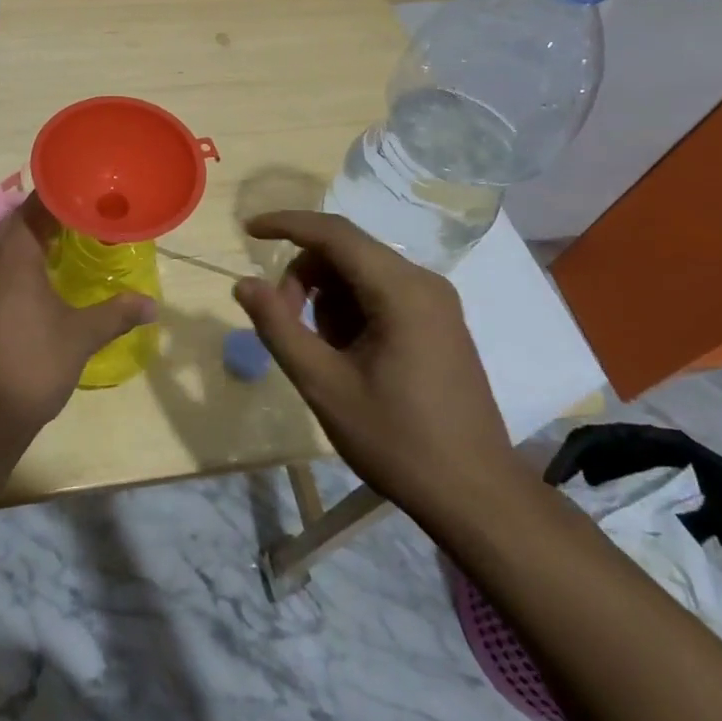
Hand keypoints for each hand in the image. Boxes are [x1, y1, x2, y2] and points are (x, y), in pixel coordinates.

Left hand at [0, 195, 152, 442]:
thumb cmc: (32, 367)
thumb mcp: (80, 338)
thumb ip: (116, 313)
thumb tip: (152, 304)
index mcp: (11, 255)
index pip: (33, 207)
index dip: (59, 199)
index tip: (84, 199)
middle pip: (12, 225)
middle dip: (42, 222)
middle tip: (76, 227)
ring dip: (21, 248)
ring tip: (54, 257)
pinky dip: (3, 274)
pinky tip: (23, 295)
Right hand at [231, 210, 525, 525]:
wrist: (477, 496)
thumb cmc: (398, 440)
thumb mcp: (325, 386)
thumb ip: (279, 328)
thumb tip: (244, 284)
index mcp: (401, 290)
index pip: (333, 233)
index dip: (286, 224)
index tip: (247, 231)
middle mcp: (423, 282)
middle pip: (345, 251)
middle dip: (304, 278)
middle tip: (285, 325)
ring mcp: (435, 302)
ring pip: (360, 272)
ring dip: (326, 298)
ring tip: (322, 353)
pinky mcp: (438, 322)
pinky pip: (379, 293)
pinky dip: (350, 311)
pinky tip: (347, 355)